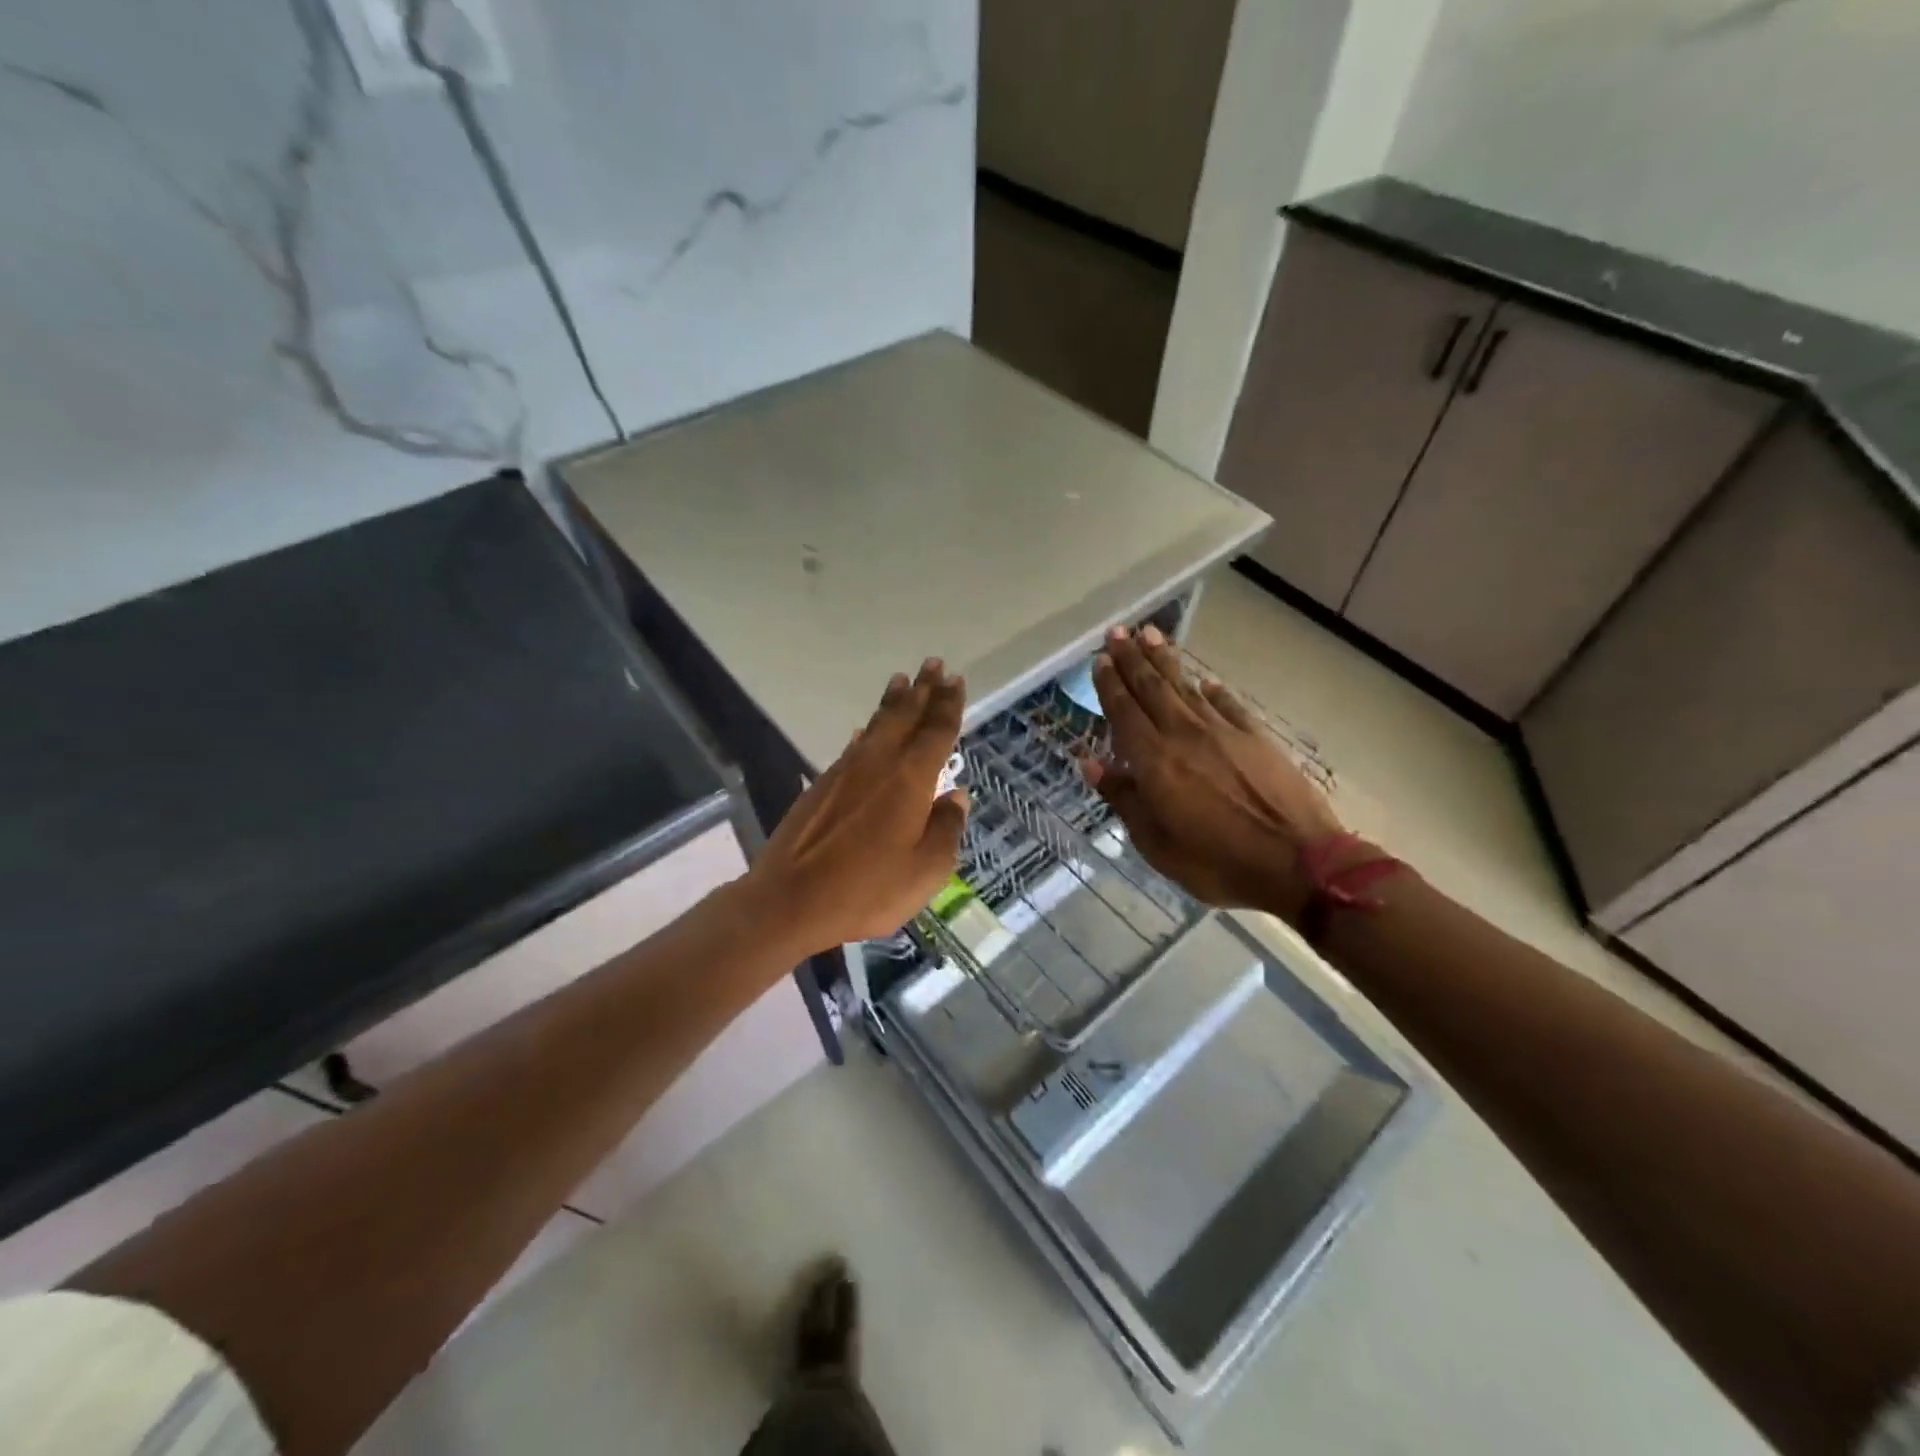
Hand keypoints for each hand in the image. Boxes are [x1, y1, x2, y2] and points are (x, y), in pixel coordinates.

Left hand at [749, 659, 969, 956]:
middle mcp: (879, 764)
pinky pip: (853, 746)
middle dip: (922, 690)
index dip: (948, 705)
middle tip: (933, 664)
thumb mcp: (925, 871)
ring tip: (901, 681)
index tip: (955, 680)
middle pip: (905, 717)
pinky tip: (865, 729)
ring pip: (876, 725)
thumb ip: (946, 829)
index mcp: (910, 780)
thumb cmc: (867, 889)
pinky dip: (866, 731)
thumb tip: (957, 796)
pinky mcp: (822, 785)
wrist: (790, 899)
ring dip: (893, 702)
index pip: (936, 732)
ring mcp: (846, 772)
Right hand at [1085, 625, 1343, 923]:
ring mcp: (1223, 732)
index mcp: (1155, 761)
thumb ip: (1123, 799)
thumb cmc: (1217, 863)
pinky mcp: (1256, 738)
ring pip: (1186, 687)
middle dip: (1131, 659)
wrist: (1299, 863)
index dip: (1110, 684)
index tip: (1099, 660)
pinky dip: (1212, 691)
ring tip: (1150, 635)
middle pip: (1152, 688)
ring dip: (1165, 660)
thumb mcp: (1156, 844)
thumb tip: (1090, 764)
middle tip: (1116, 632)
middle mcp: (1184, 735)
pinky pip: (1227, 705)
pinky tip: (1204, 682)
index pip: (1125, 712)